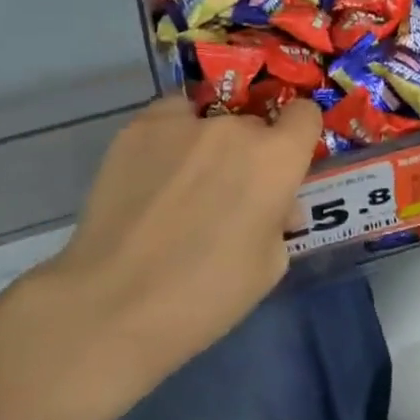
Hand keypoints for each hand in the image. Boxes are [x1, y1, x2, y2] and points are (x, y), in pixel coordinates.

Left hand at [22, 95, 322, 418]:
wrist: (113, 304)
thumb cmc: (205, 294)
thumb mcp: (269, 266)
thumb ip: (280, 219)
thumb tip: (275, 204)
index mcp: (277, 158)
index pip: (305, 115)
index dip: (297, 137)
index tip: (284, 163)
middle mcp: (235, 128)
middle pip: (253, 124)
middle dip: (248, 152)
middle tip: (226, 194)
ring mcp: (184, 123)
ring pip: (210, 121)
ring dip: (207, 146)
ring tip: (179, 187)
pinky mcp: (139, 128)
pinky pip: (169, 118)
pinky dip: (169, 137)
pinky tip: (153, 173)